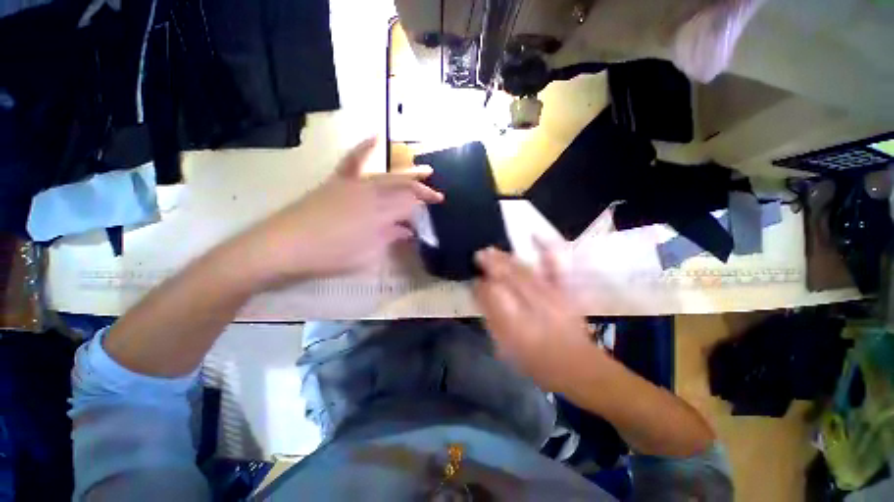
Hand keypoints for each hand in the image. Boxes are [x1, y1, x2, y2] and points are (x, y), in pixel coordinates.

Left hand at [237, 138, 442, 288]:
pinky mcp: (337, 182)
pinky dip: (365, 147)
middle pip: (404, 188)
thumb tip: (407, 232)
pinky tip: (376, 136)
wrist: (283, 246)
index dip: (424, 208)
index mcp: (380, 214)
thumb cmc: (329, 256)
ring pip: (388, 175)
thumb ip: (389, 239)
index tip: (435, 211)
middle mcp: (371, 194)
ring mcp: (353, 185)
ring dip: (408, 174)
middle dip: (423, 190)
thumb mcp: (367, 255)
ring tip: (426, 171)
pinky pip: (353, 160)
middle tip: (437, 194)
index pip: (410, 206)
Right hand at [473, 243, 596, 392]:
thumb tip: (480, 295)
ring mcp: (553, 297)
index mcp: (519, 327)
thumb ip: (492, 320)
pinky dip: (546, 250)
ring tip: (493, 251)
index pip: (495, 298)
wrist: (578, 367)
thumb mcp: (507, 349)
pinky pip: (556, 268)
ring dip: (508, 260)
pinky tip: (536, 236)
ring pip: (526, 272)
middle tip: (479, 254)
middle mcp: (536, 309)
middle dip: (492, 265)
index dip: (482, 287)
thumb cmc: (537, 362)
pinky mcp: (565, 292)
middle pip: (510, 280)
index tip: (474, 281)